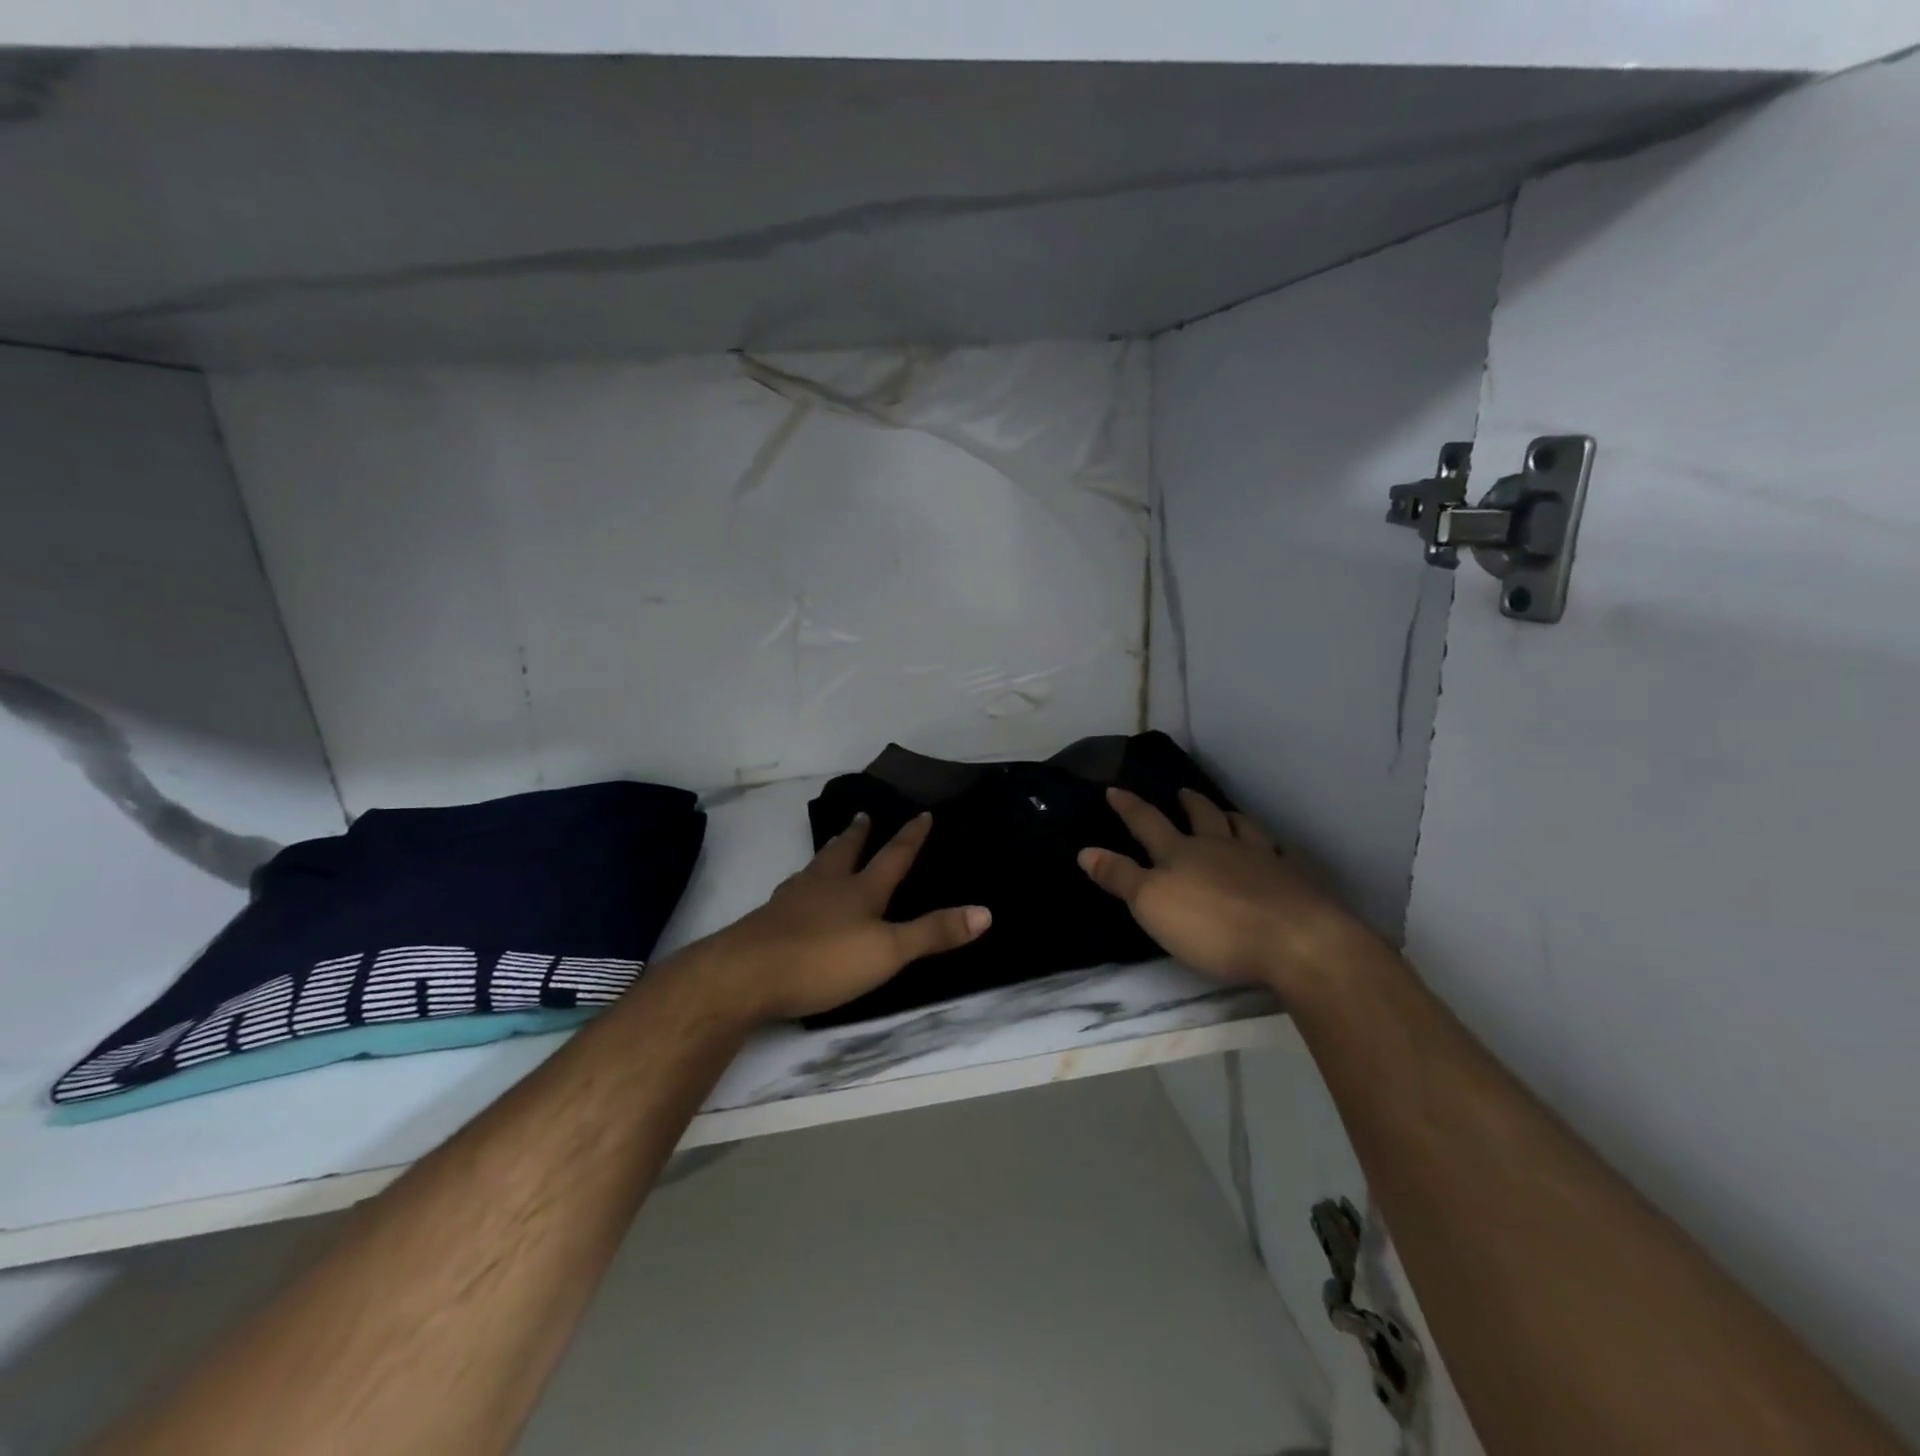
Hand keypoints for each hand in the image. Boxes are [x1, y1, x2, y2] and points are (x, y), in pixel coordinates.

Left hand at [700, 812, 990, 1023]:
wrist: (744, 975)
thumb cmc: (823, 960)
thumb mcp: (888, 952)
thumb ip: (933, 933)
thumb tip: (986, 911)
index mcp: (859, 892)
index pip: (892, 858)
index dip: (910, 837)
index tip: (922, 813)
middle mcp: (825, 887)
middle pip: (844, 853)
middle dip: (858, 835)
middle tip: (862, 815)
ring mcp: (790, 902)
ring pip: (814, 869)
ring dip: (827, 855)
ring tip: (829, 848)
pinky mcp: (766, 923)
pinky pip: (790, 893)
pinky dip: (800, 885)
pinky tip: (793, 895)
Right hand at [1078, 787, 1365, 994]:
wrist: (1294, 940)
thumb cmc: (1212, 926)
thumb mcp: (1151, 904)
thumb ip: (1119, 877)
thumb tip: (1085, 850)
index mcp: (1181, 853)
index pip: (1147, 823)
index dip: (1129, 807)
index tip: (1114, 789)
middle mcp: (1220, 847)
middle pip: (1202, 817)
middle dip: (1188, 804)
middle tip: (1182, 792)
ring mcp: (1261, 859)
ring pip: (1242, 828)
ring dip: (1230, 817)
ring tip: (1226, 812)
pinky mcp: (1295, 879)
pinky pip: (1282, 853)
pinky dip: (1275, 847)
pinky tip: (1277, 849)